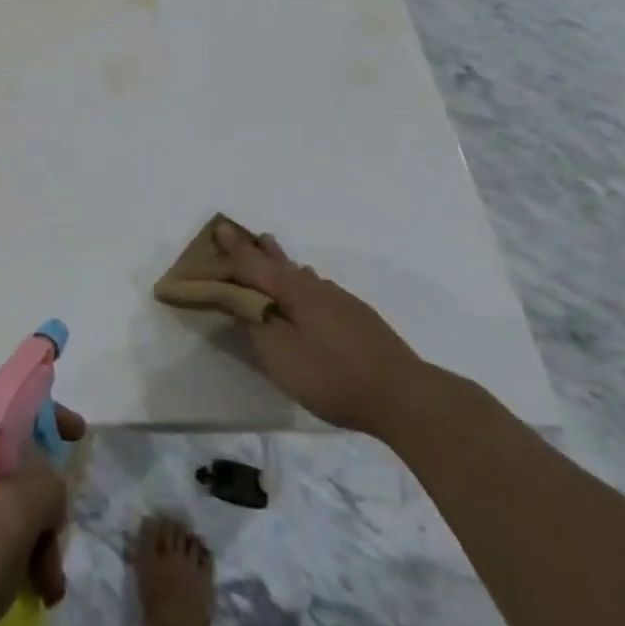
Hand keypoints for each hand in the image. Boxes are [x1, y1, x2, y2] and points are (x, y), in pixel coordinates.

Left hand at [0, 402, 84, 625]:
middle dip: (41, 504)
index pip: (6, 404)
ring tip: (44, 590)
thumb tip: (45, 486)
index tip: (79, 436)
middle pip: (5, 461)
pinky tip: (13, 596)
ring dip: (25, 539)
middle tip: (56, 554)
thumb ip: (43, 485)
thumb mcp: (7, 521)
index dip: (47, 414)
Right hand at [215, 220, 426, 437]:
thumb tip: (238, 298)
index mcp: (294, 291)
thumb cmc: (332, 375)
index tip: (219, 228)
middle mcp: (317, 288)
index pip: (255, 264)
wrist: (404, 397)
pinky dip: (306, 283)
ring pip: (305, 275)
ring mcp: (343, 302)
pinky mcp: (361, 320)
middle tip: (249, 235)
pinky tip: (313, 291)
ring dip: (285, 264)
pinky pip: (322, 289)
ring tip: (276, 256)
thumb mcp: (280, 354)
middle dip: (261, 250)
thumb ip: (254, 324)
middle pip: (282, 263)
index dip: (234, 249)